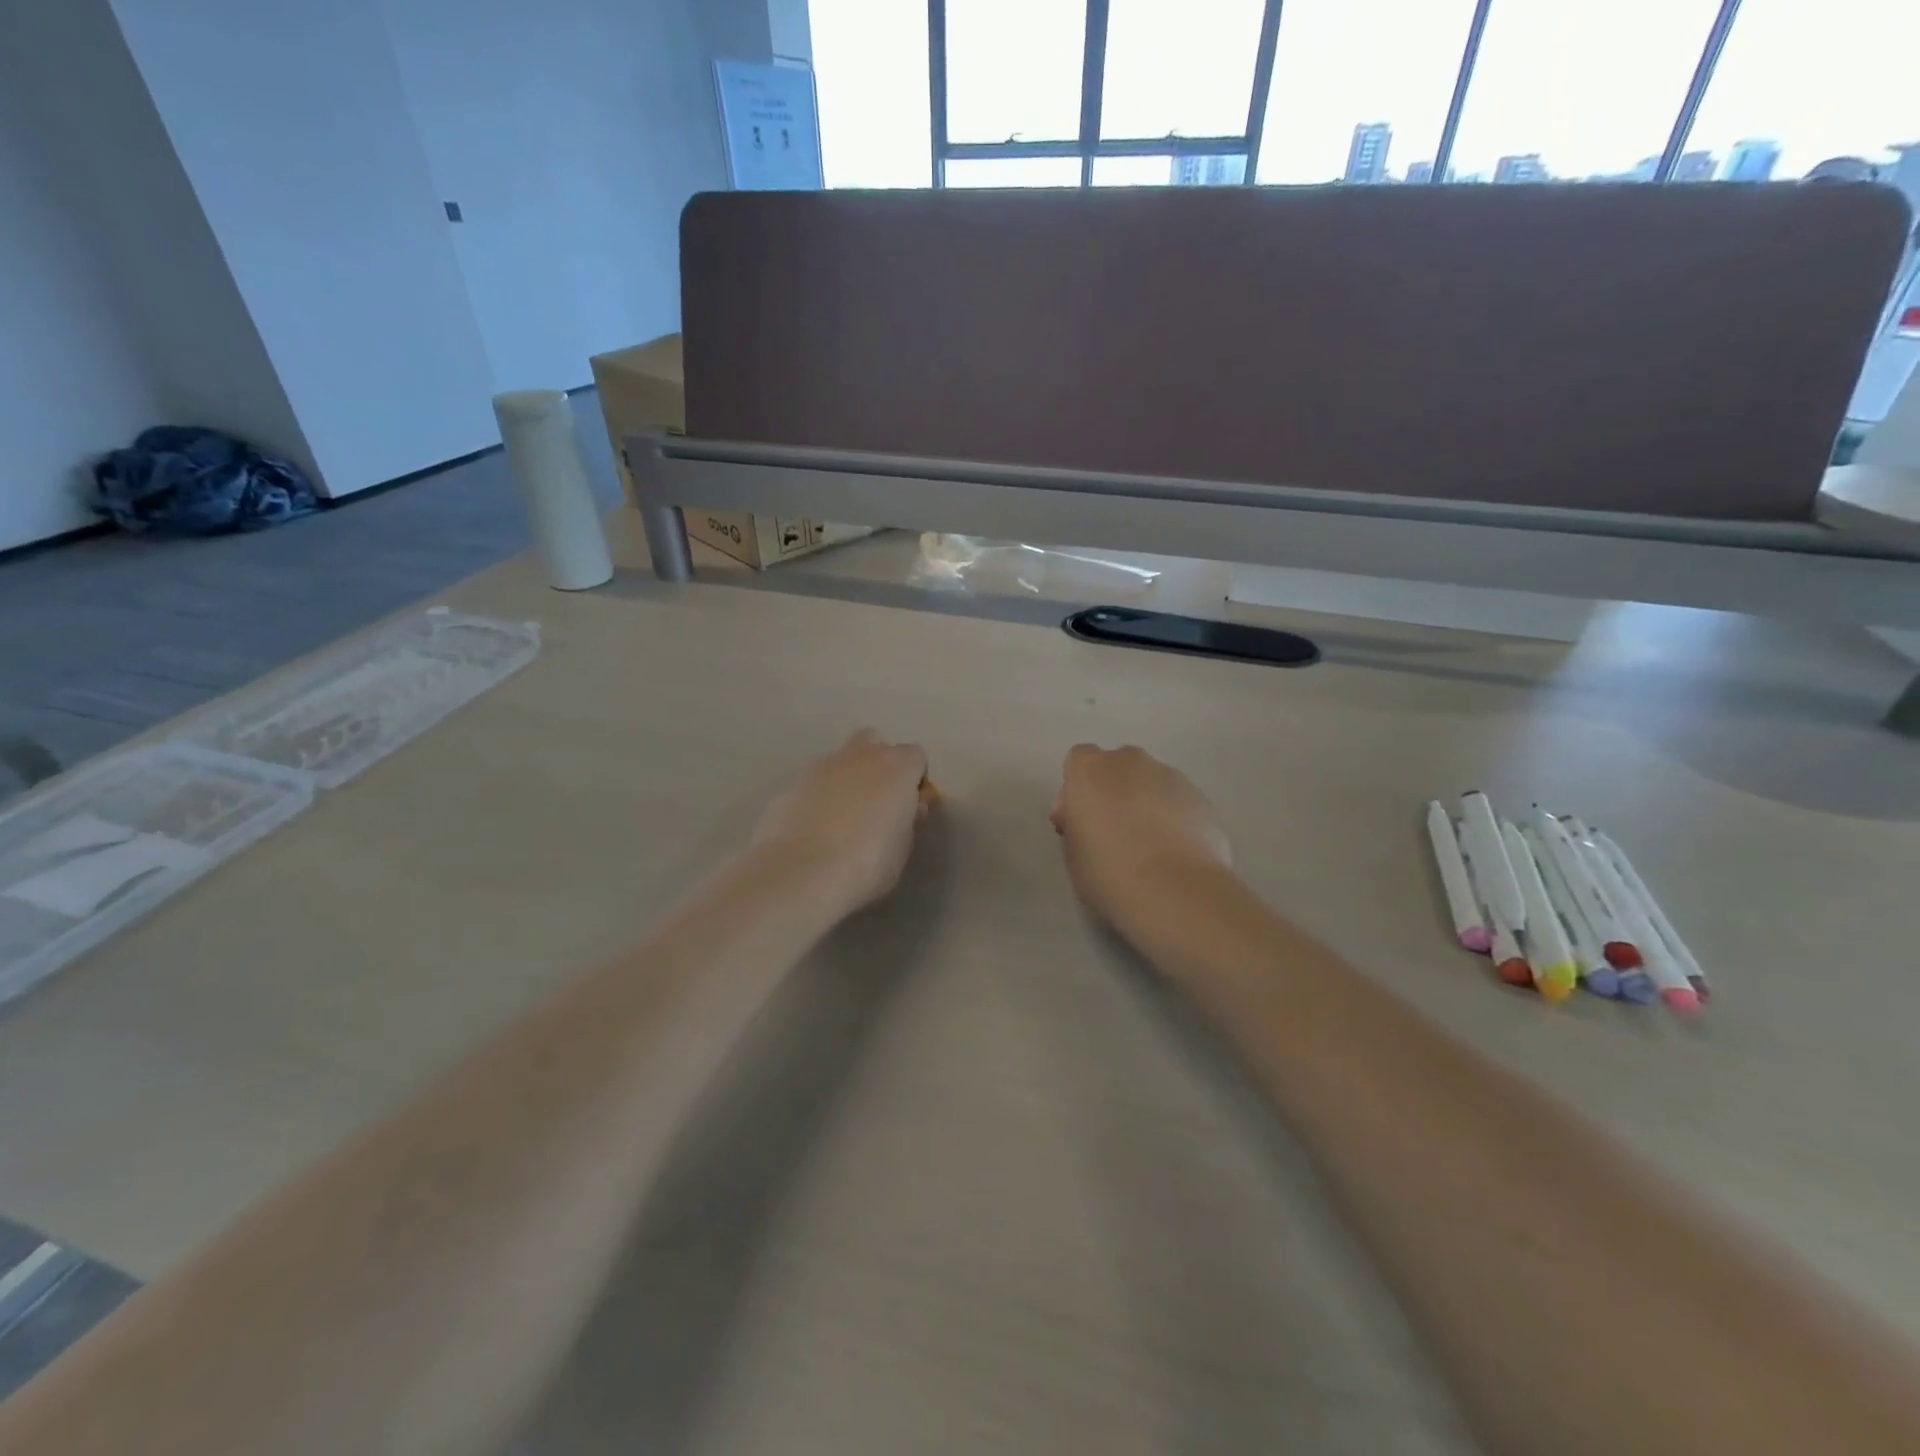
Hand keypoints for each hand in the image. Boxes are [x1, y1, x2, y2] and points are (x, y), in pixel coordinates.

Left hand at [751, 730, 933, 915]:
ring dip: (846, 779)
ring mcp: (823, 765)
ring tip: (841, 819)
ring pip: (841, 760)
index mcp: (897, 767)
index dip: (914, 781)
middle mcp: (861, 755)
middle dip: (878, 765)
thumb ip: (908, 821)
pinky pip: (814, 781)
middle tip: (876, 804)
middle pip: (875, 743)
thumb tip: (908, 809)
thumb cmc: (866, 864)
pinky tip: (814, 827)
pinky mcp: (792, 782)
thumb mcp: (903, 849)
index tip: (909, 808)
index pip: (916, 757)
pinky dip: (818, 795)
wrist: (801, 872)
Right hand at [1050, 744, 1231, 923]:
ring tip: (1151, 846)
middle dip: (1114, 790)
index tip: (1081, 820)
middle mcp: (1130, 762)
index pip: (1079, 760)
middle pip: (1118, 766)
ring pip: (1151, 782)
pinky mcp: (1201, 797)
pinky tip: (1176, 852)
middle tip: (1115, 831)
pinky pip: (1178, 801)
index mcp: (1090, 770)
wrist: (1174, 891)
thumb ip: (1075, 824)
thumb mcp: (1072, 852)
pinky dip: (1174, 817)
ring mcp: (1170, 775)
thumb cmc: (1108, 872)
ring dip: (1146, 802)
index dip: (1079, 789)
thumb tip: (1084, 818)